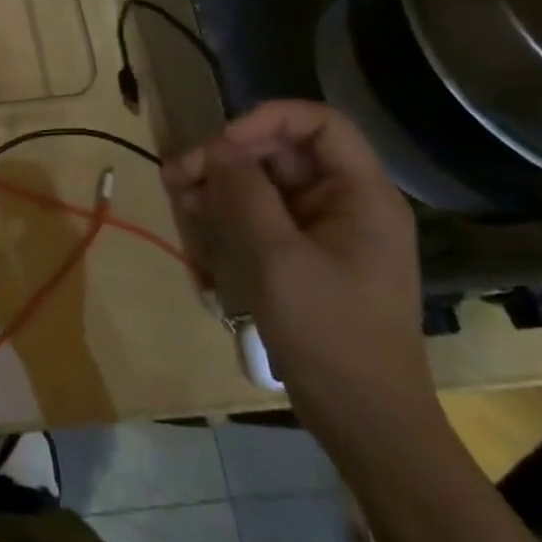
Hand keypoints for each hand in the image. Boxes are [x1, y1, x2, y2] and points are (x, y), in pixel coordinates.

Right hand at [165, 101, 442, 459]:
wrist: (365, 422)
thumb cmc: (331, 335)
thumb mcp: (280, 259)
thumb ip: (246, 195)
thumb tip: (217, 149)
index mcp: (361, 195)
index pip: (319, 123)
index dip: (266, 120)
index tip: (221, 145)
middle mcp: (345, 202)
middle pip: (282, 151)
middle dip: (228, 155)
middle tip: (178, 173)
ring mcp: (324, 231)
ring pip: (265, 181)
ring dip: (220, 181)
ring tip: (176, 193)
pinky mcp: (304, 255)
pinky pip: (262, 214)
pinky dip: (228, 209)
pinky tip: (195, 216)